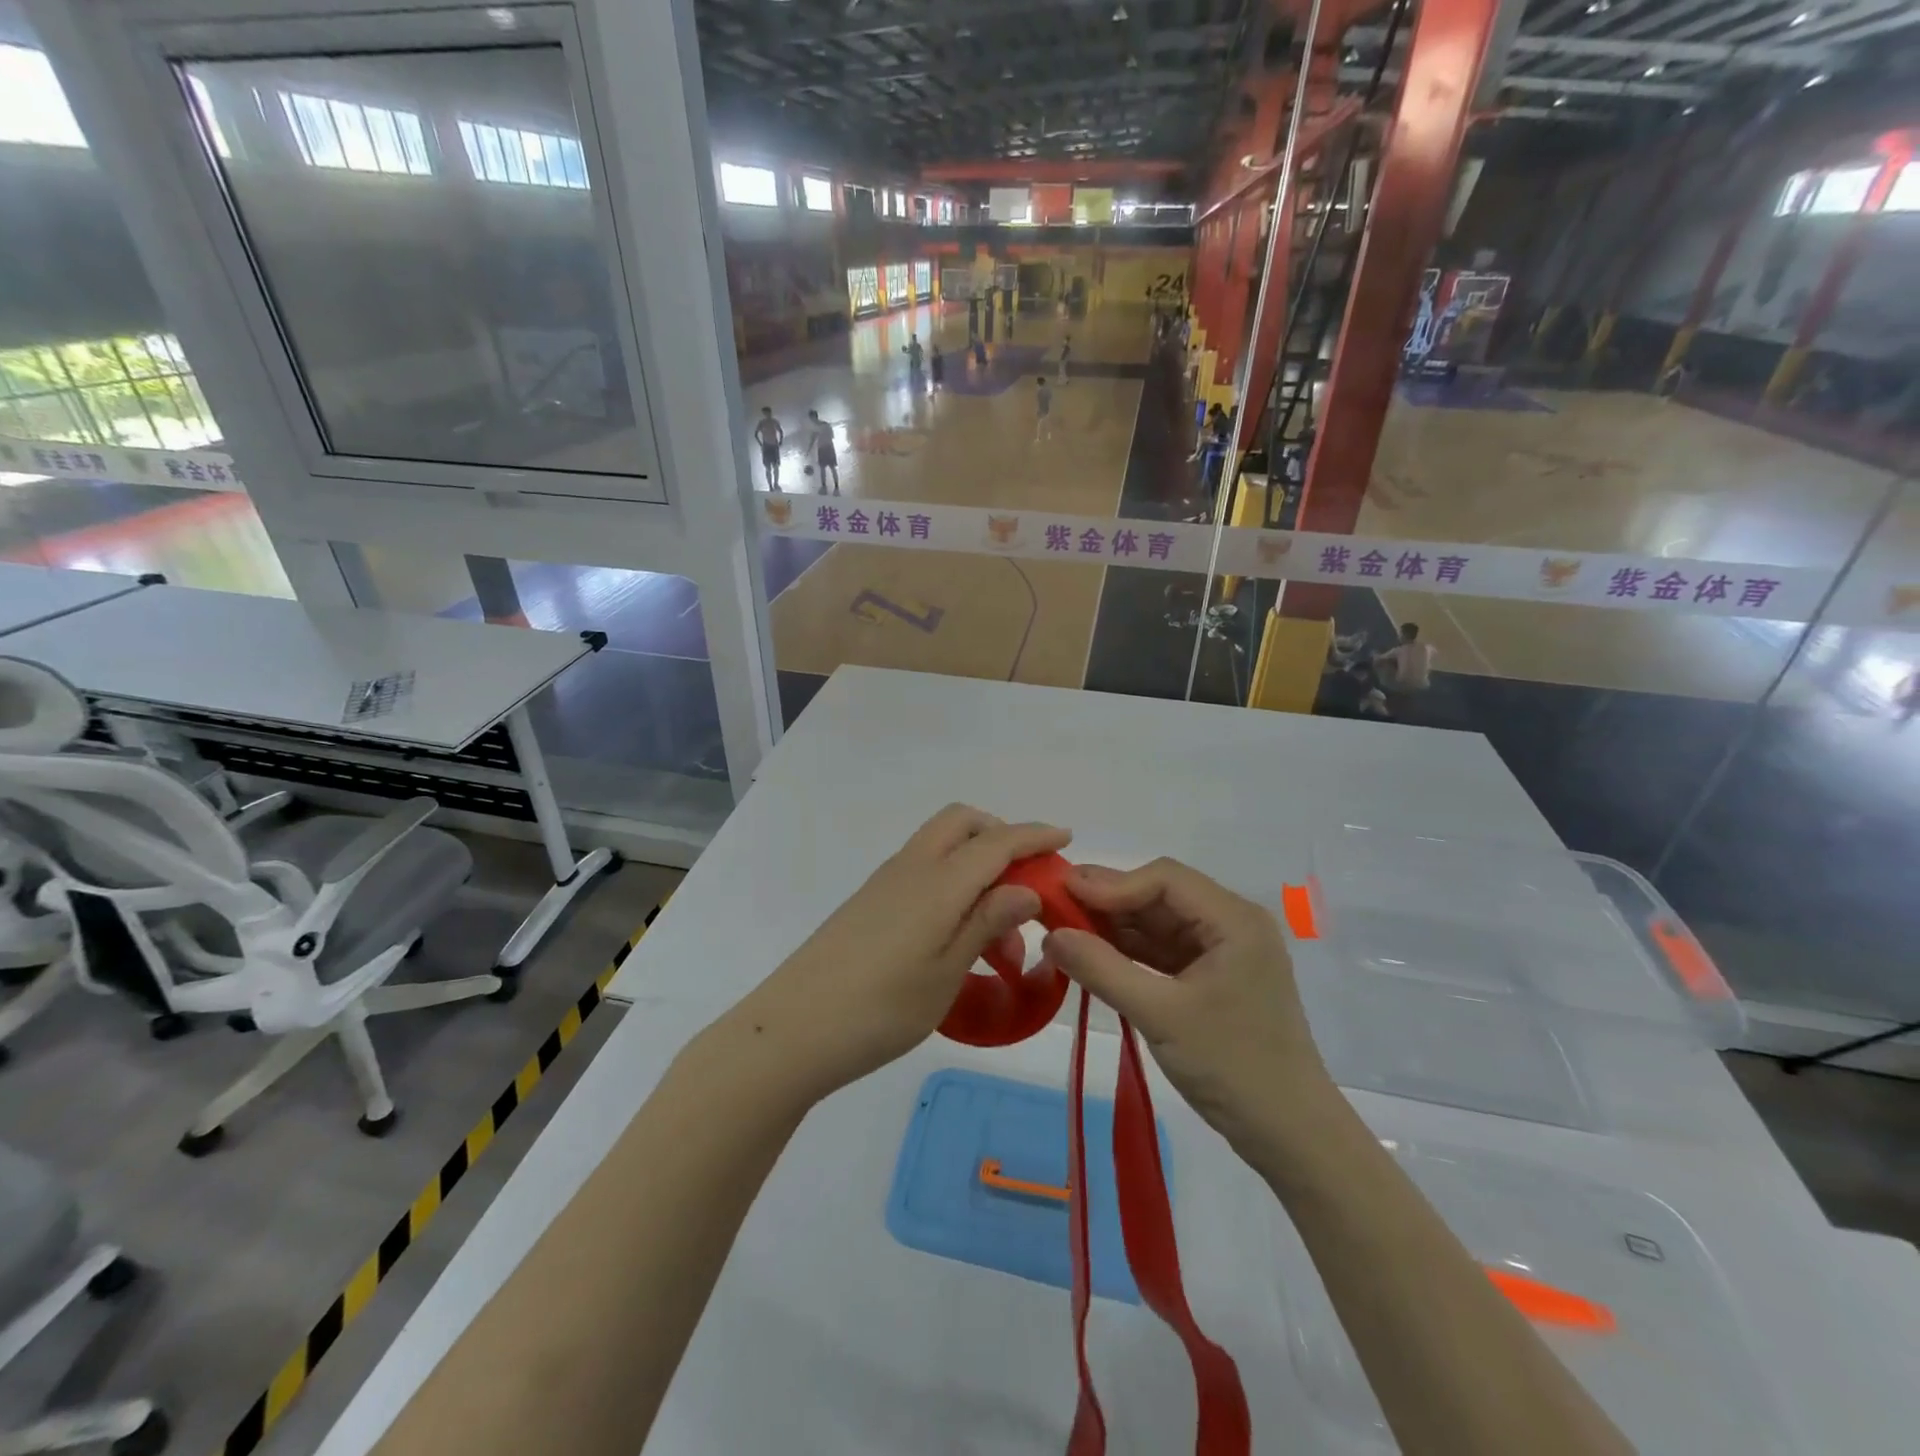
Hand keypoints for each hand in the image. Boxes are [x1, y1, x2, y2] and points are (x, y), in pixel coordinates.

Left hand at [733, 805, 1069, 1103]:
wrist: (792, 1030)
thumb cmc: (880, 1009)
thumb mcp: (946, 972)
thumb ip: (987, 922)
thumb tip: (1029, 887)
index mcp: (938, 882)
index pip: (996, 842)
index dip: (1034, 836)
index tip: (1065, 837)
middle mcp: (911, 868)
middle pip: (961, 822)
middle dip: (999, 834)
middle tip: (1026, 878)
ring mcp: (885, 883)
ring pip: (941, 846)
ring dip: (976, 865)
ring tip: (999, 935)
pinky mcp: (869, 902)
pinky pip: (922, 871)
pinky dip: (951, 882)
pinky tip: (957, 935)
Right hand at [1044, 858, 1333, 1154]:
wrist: (1291, 1136)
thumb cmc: (1232, 1066)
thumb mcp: (1160, 1015)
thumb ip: (1102, 969)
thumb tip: (1050, 935)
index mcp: (1234, 920)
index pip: (1164, 879)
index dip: (1112, 883)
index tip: (1063, 893)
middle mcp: (1232, 924)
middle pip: (1161, 896)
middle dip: (1109, 901)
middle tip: (1055, 904)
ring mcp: (1224, 952)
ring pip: (1160, 923)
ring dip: (1116, 926)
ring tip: (1065, 927)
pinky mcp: (1214, 978)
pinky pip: (1165, 951)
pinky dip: (1130, 952)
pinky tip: (1095, 954)